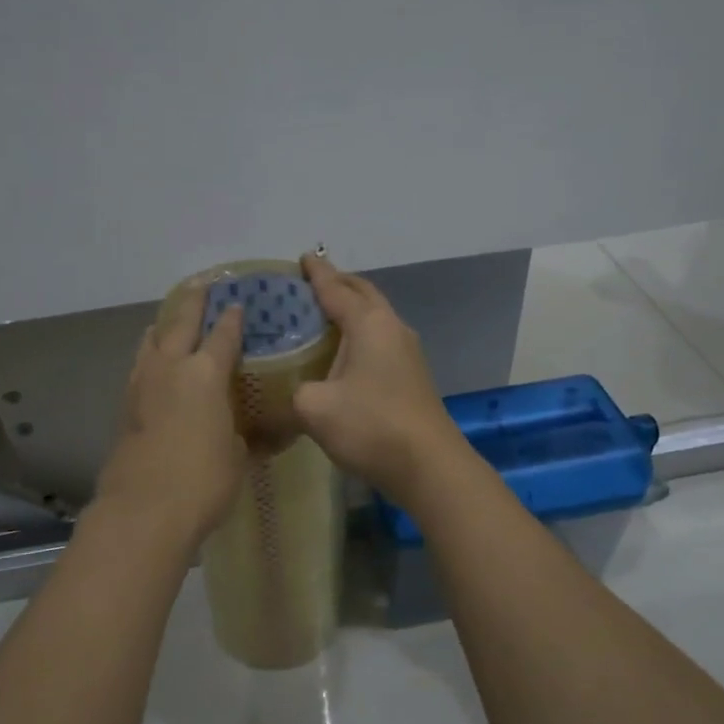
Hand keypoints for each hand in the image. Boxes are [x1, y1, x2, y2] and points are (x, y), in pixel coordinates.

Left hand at [94, 286, 247, 541]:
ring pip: (151, 340)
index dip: (232, 318)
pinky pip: (139, 366)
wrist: (144, 509)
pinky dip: (149, 354)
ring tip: (171, 319)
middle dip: (193, 301)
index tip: (238, 303)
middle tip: (202, 284)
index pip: (223, 335)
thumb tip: (252, 433)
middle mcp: (170, 368)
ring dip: (164, 325)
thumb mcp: (237, 456)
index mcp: (205, 374)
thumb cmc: (203, 481)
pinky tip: (154, 362)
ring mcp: (141, 385)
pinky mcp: (125, 407)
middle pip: (180, 322)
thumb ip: (242, 435)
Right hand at [294, 254, 463, 503]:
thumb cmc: (370, 426)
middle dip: (340, 284)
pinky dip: (360, 335)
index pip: (336, 289)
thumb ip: (295, 391)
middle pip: (364, 295)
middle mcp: (393, 329)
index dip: (317, 273)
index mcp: (369, 324)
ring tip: (325, 316)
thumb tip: (295, 393)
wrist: (428, 466)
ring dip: (353, 311)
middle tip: (313, 283)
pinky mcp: (412, 378)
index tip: (304, 257)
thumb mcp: (314, 408)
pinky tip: (345, 354)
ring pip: (376, 318)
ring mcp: (408, 354)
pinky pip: (381, 341)